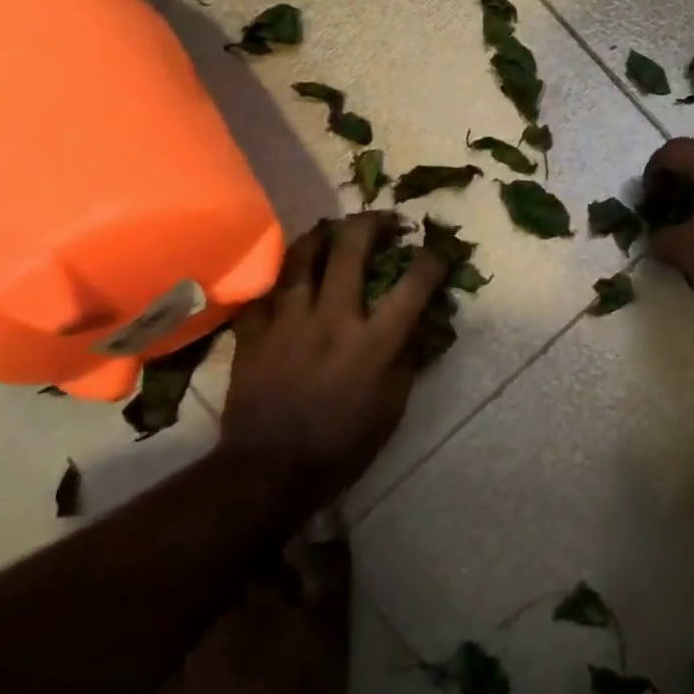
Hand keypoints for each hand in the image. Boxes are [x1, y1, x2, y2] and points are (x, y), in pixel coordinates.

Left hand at [220, 213, 447, 502]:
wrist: (268, 471)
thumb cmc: (341, 446)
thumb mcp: (392, 409)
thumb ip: (407, 359)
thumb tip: (419, 323)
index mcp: (374, 342)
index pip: (413, 286)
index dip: (432, 259)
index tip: (439, 249)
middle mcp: (332, 319)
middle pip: (351, 248)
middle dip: (372, 223)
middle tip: (384, 221)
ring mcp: (288, 321)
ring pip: (301, 256)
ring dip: (322, 235)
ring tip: (333, 231)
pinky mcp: (254, 331)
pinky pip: (265, 289)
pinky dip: (280, 276)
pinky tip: (288, 274)